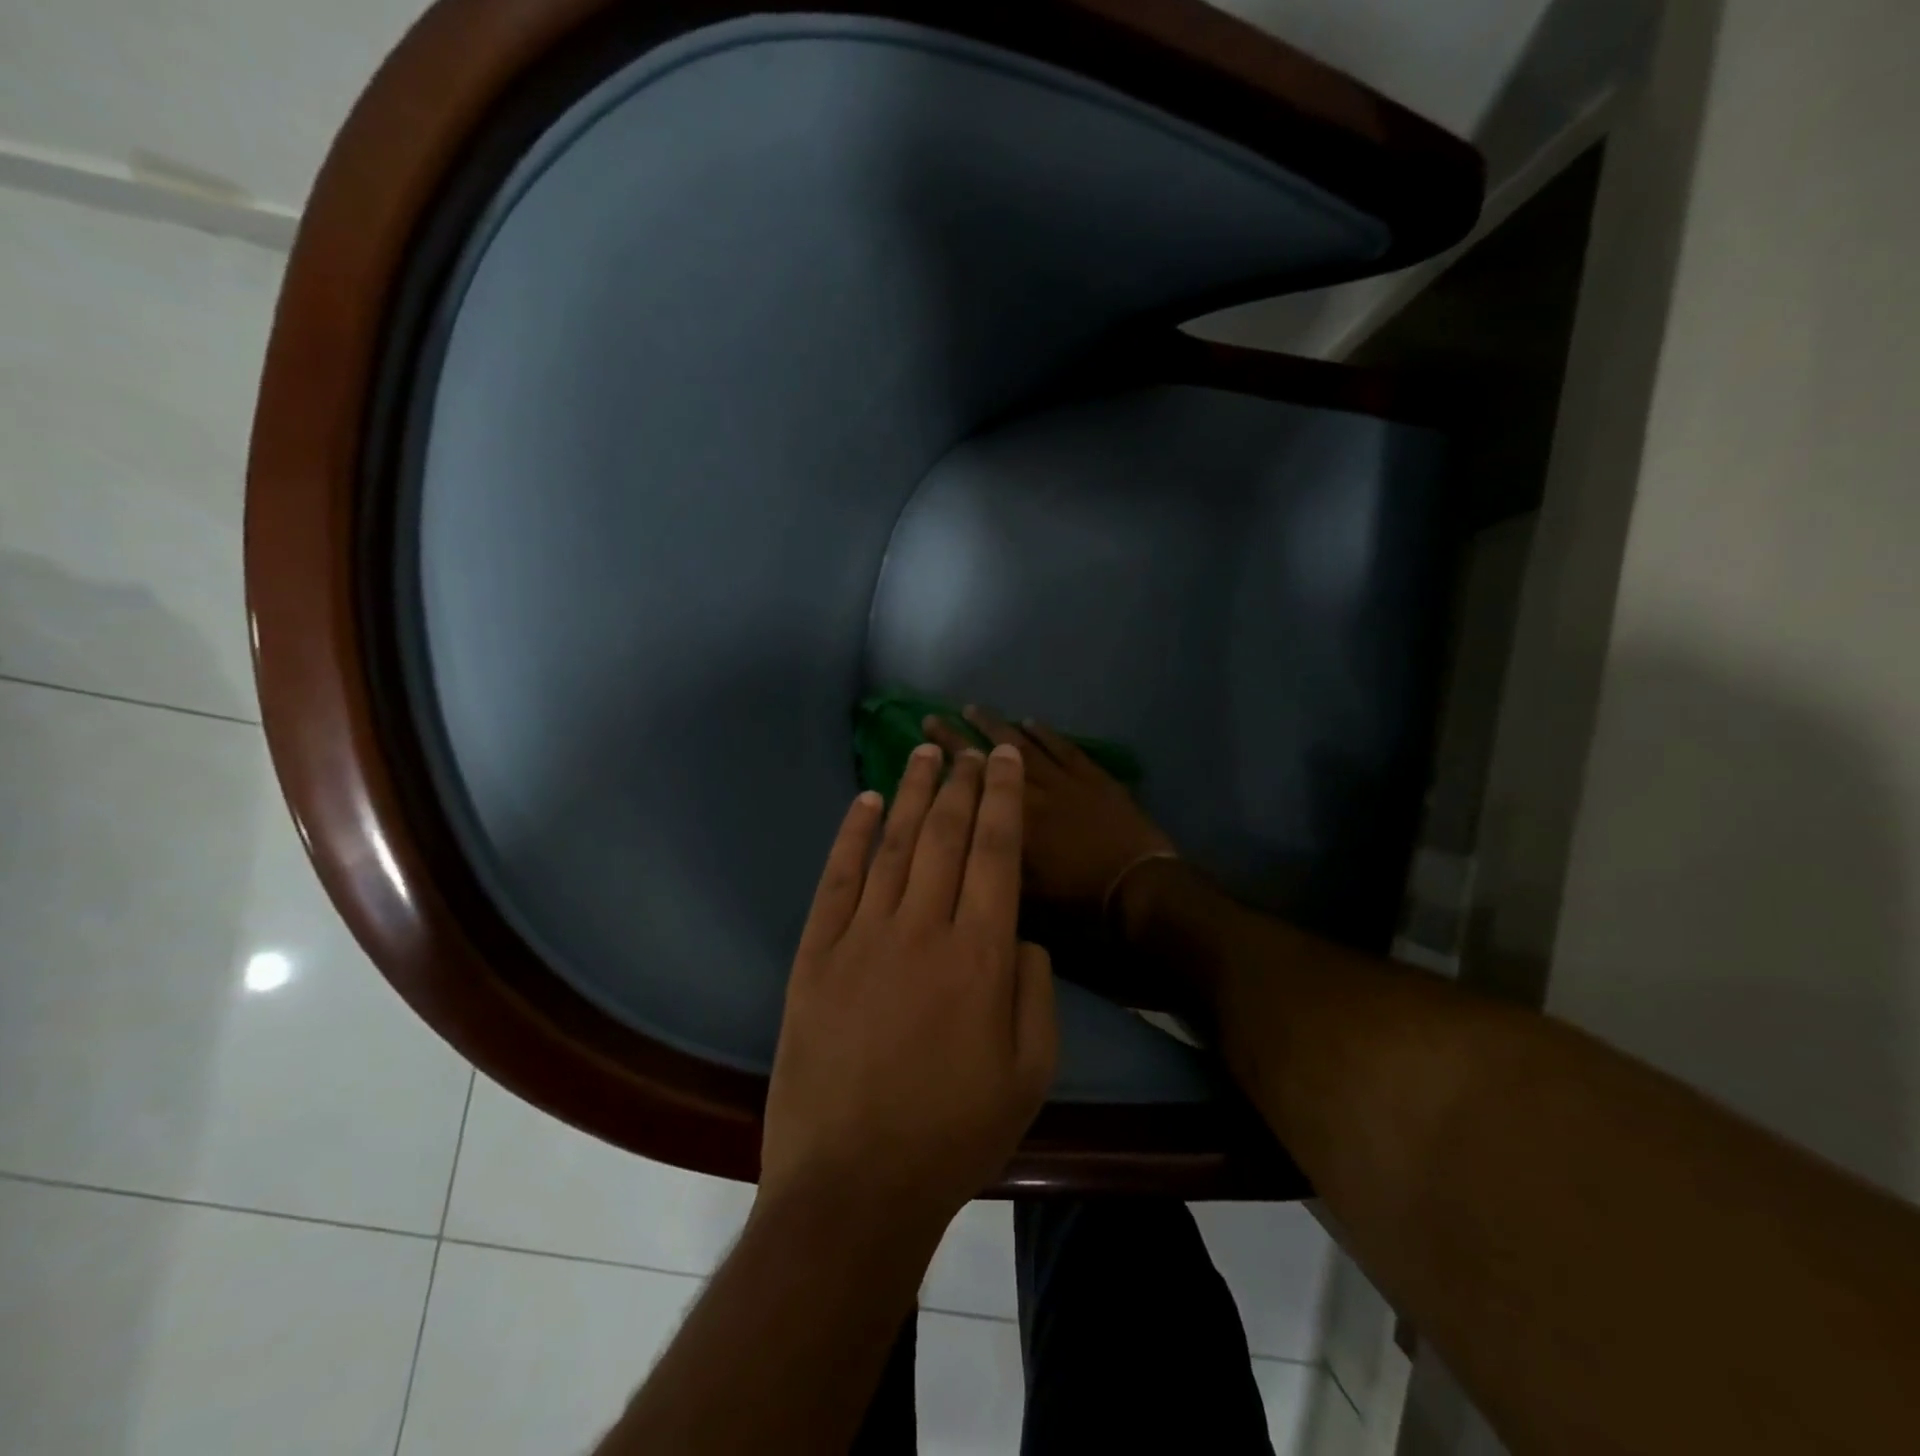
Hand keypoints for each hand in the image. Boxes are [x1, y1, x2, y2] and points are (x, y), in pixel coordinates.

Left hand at [761, 743, 1056, 1230]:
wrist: (854, 1186)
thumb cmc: (954, 1133)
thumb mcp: (1031, 1073)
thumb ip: (1035, 990)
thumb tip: (1018, 931)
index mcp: (980, 956)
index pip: (996, 852)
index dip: (1001, 799)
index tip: (1003, 759)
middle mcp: (922, 930)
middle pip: (946, 836)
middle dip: (962, 784)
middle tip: (969, 747)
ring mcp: (862, 938)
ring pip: (894, 846)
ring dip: (911, 794)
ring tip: (924, 754)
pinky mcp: (815, 955)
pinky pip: (837, 880)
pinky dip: (851, 837)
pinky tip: (865, 804)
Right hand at [923, 706, 1174, 912]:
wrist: (1138, 886)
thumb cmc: (1078, 899)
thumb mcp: (1023, 895)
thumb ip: (991, 865)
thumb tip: (962, 848)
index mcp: (1013, 822)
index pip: (971, 784)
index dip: (947, 761)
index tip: (924, 743)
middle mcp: (1034, 792)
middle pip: (992, 756)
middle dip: (961, 735)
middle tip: (934, 718)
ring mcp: (1065, 780)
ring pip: (1025, 744)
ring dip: (998, 726)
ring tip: (973, 709)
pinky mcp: (1093, 777)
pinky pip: (1064, 747)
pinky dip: (1045, 733)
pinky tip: (1029, 721)